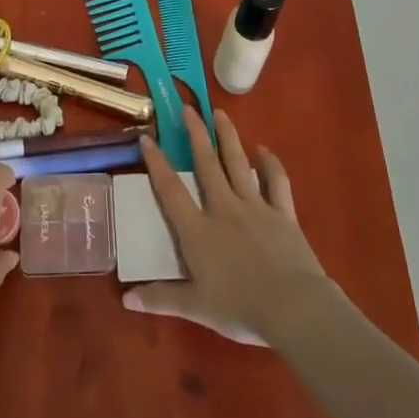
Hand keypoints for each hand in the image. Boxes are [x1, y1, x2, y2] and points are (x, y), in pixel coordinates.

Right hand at [124, 107, 330, 343]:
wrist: (293, 308)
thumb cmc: (240, 308)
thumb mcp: (195, 307)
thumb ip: (161, 298)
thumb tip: (125, 299)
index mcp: (198, 230)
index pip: (170, 190)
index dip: (156, 163)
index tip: (146, 137)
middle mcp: (223, 209)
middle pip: (206, 164)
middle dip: (195, 134)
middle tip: (187, 108)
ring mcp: (255, 206)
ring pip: (238, 163)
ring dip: (228, 136)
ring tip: (220, 113)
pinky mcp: (282, 212)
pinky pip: (276, 181)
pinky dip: (270, 163)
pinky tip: (264, 150)